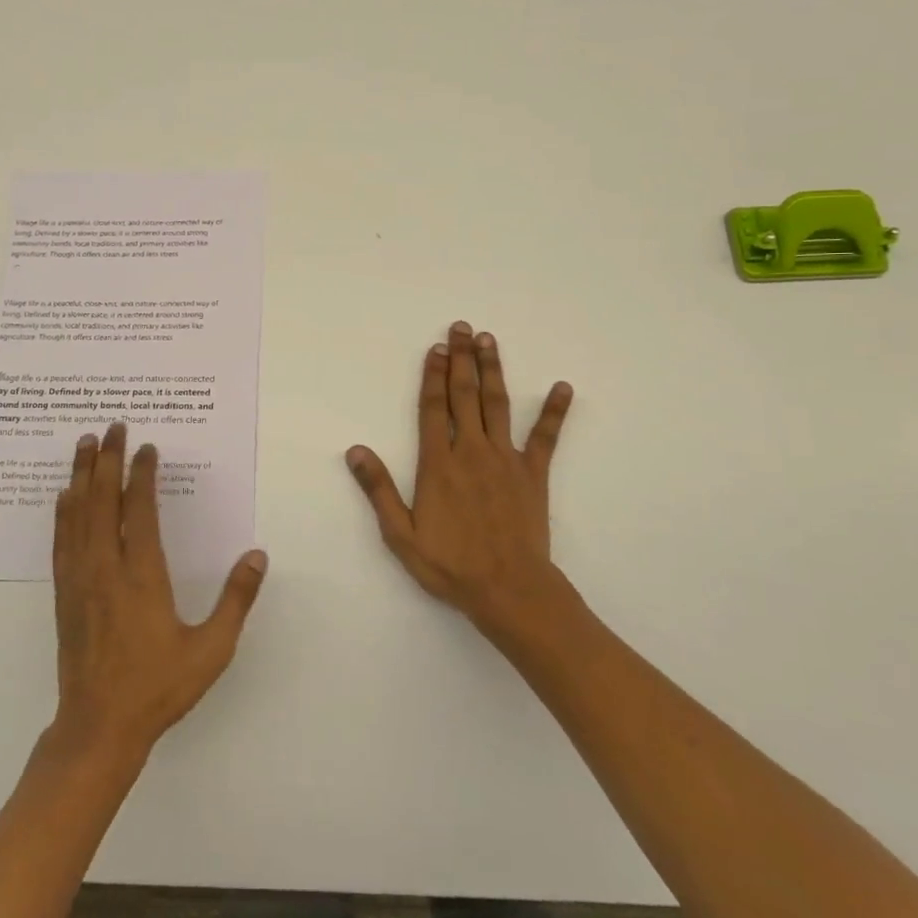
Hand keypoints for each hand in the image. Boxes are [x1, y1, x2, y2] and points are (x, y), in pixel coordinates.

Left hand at [51, 424, 267, 758]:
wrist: (99, 728)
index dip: (142, 475)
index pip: (140, 510)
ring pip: (77, 514)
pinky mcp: (64, 594)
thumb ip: (236, 600)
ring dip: (80, 475)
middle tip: (112, 425)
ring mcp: (80, 580)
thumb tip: (257, 555)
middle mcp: (106, 569)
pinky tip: (63, 495)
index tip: (146, 447)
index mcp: (142, 577)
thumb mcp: (211, 649)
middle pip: (102, 501)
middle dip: (107, 459)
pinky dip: (63, 511)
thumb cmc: (158, 688)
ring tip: (84, 443)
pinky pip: (62, 540)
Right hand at [345, 321, 572, 632]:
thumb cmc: (450, 565)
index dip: (433, 376)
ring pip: (497, 405)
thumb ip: (379, 490)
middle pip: (464, 396)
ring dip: (493, 370)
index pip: (433, 409)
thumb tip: (355, 450)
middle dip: (461, 359)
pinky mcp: (533, 473)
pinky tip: (563, 387)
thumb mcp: (400, 535)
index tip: (435, 348)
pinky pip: (546, 437)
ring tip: (489, 340)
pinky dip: (554, 411)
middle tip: (461, 327)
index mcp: (438, 464)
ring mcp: (506, 459)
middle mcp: (471, 451)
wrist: (509, 590)